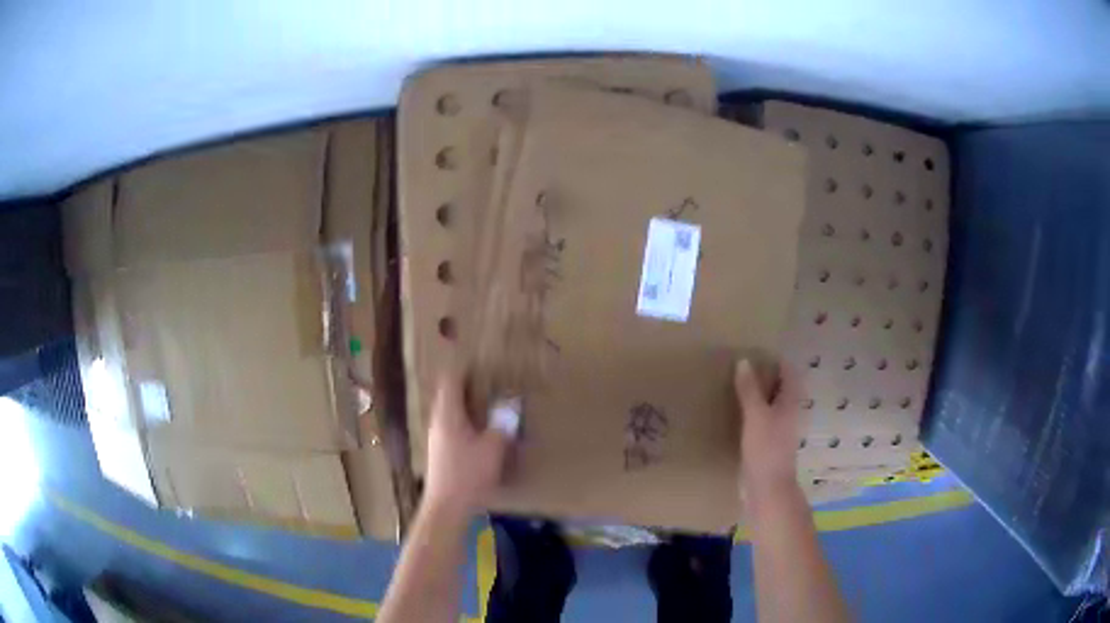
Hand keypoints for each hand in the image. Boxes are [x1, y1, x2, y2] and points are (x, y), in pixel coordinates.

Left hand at [423, 372, 517, 518]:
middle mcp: (438, 421)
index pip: (450, 380)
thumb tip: (511, 404)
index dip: (464, 367)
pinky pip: (453, 425)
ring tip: (490, 402)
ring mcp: (437, 437)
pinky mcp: (441, 451)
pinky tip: (483, 430)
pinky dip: (467, 420)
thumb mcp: (492, 449)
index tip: (481, 361)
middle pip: (449, 393)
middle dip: (468, 384)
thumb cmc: (467, 475)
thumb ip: (503, 425)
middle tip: (491, 379)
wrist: (446, 507)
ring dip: (468, 403)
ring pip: (451, 410)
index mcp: (448, 415)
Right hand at [734, 359, 801, 498]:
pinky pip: (763, 420)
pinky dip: (754, 411)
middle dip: (768, 376)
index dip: (778, 360)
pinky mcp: (769, 443)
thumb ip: (749, 390)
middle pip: (782, 388)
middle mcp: (789, 413)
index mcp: (791, 403)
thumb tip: (744, 361)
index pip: (789, 373)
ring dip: (760, 394)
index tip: (759, 349)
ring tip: (738, 384)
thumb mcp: (756, 416)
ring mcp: (780, 430)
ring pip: (772, 404)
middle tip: (745, 364)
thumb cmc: (766, 449)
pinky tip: (738, 413)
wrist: (768, 488)